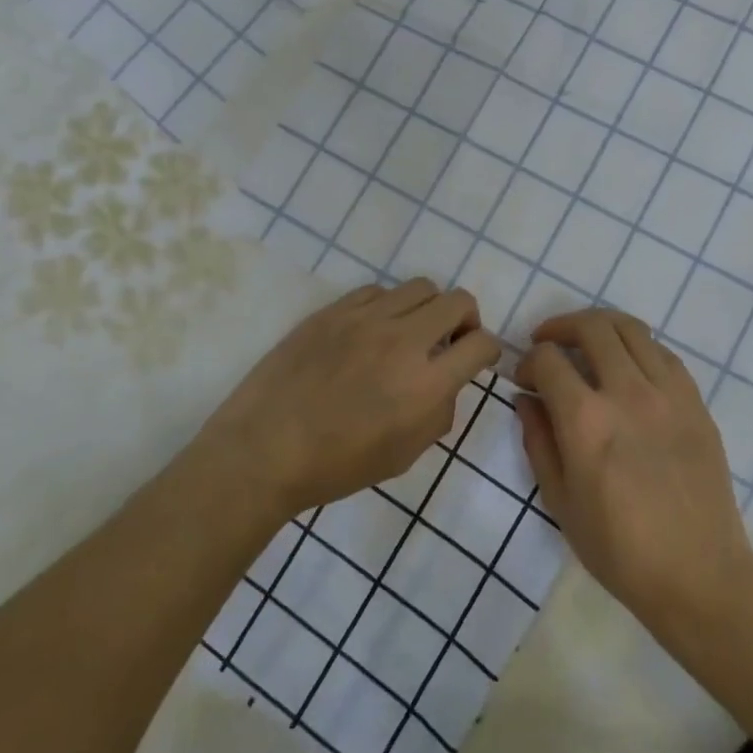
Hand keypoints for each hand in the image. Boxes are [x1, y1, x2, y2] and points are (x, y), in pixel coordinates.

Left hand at [200, 279, 500, 519]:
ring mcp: (365, 319)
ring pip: (420, 287)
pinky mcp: (334, 310)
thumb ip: (439, 413)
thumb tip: (446, 382)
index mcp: (425, 384)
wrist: (265, 450)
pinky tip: (371, 331)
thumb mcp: (404, 455)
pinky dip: (388, 307)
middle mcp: (402, 341)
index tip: (477, 358)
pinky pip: (377, 291)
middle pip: (458, 301)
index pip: (481, 344)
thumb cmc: (337, 465)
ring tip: (410, 332)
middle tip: (450, 340)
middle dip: (466, 320)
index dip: (488, 350)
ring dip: (427, 309)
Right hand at [515, 309, 752, 639]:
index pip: (549, 360)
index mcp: (587, 421)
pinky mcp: (696, 402)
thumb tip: (527, 400)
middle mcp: (627, 393)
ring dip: (600, 327)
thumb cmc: (619, 549)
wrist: (699, 574)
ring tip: (586, 343)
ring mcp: (668, 394)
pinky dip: (637, 347)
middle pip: (591, 328)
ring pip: (631, 329)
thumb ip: (538, 441)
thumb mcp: (560, 502)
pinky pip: (663, 353)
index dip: (528, 362)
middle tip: (548, 343)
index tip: (524, 380)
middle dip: (560, 327)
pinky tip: (628, 367)